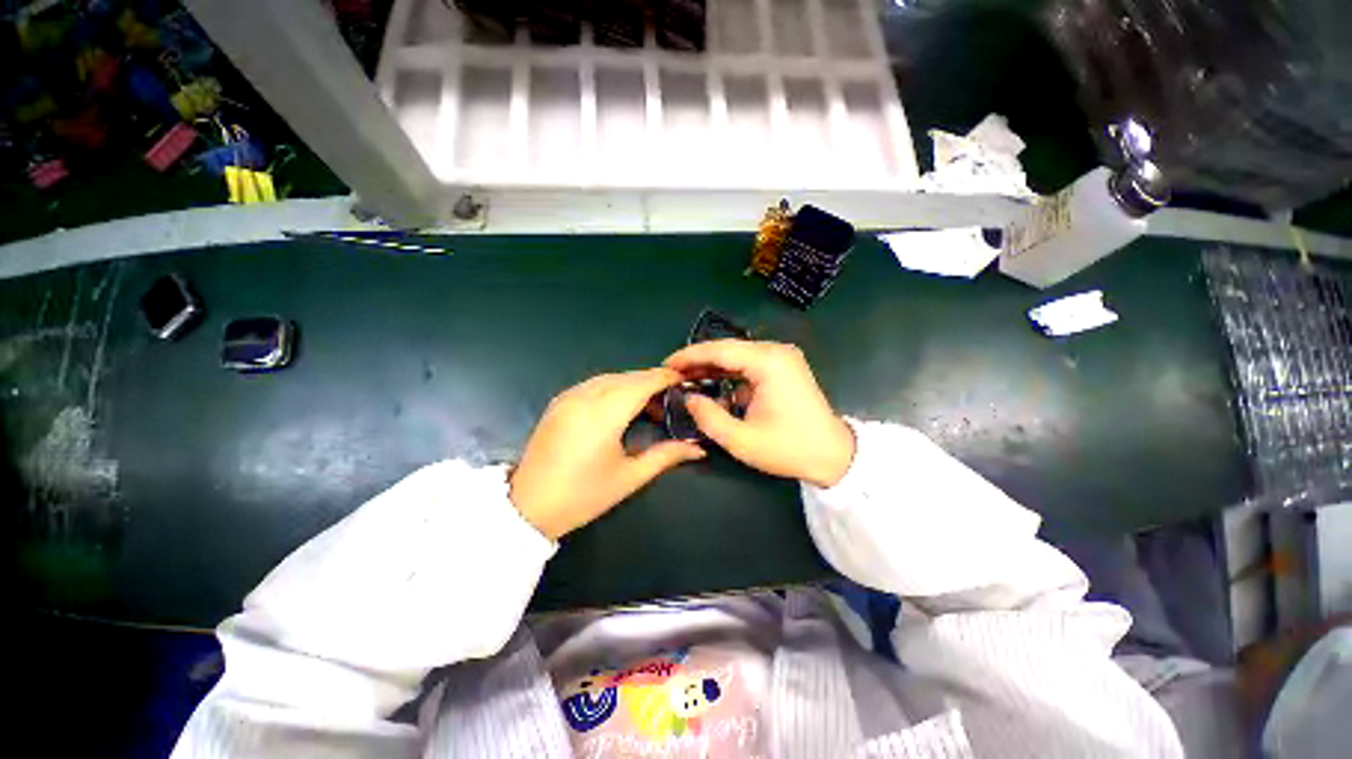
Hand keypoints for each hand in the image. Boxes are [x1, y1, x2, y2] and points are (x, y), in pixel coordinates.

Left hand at [509, 368, 705, 539]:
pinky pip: (594, 384)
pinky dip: (613, 387)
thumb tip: (699, 448)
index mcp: (605, 414)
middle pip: (628, 377)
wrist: (527, 506)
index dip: (665, 377)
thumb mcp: (630, 477)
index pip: (643, 382)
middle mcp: (586, 396)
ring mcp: (569, 396)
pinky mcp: (559, 401)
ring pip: (610, 377)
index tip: (684, 380)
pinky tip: (621, 405)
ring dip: (633, 383)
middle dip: (652, 381)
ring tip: (649, 404)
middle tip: (671, 398)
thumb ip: (666, 456)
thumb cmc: (583, 495)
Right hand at [664, 340, 854, 487]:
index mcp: (768, 363)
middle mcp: (776, 351)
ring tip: (686, 378)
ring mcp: (783, 357)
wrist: (833, 455)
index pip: (720, 351)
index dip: (690, 356)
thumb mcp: (741, 440)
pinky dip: (729, 373)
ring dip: (713, 367)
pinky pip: (749, 364)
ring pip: (737, 355)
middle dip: (698, 361)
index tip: (666, 365)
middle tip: (673, 373)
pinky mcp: (784, 366)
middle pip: (728, 349)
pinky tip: (712, 383)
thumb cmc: (789, 448)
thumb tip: (688, 398)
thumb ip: (708, 417)